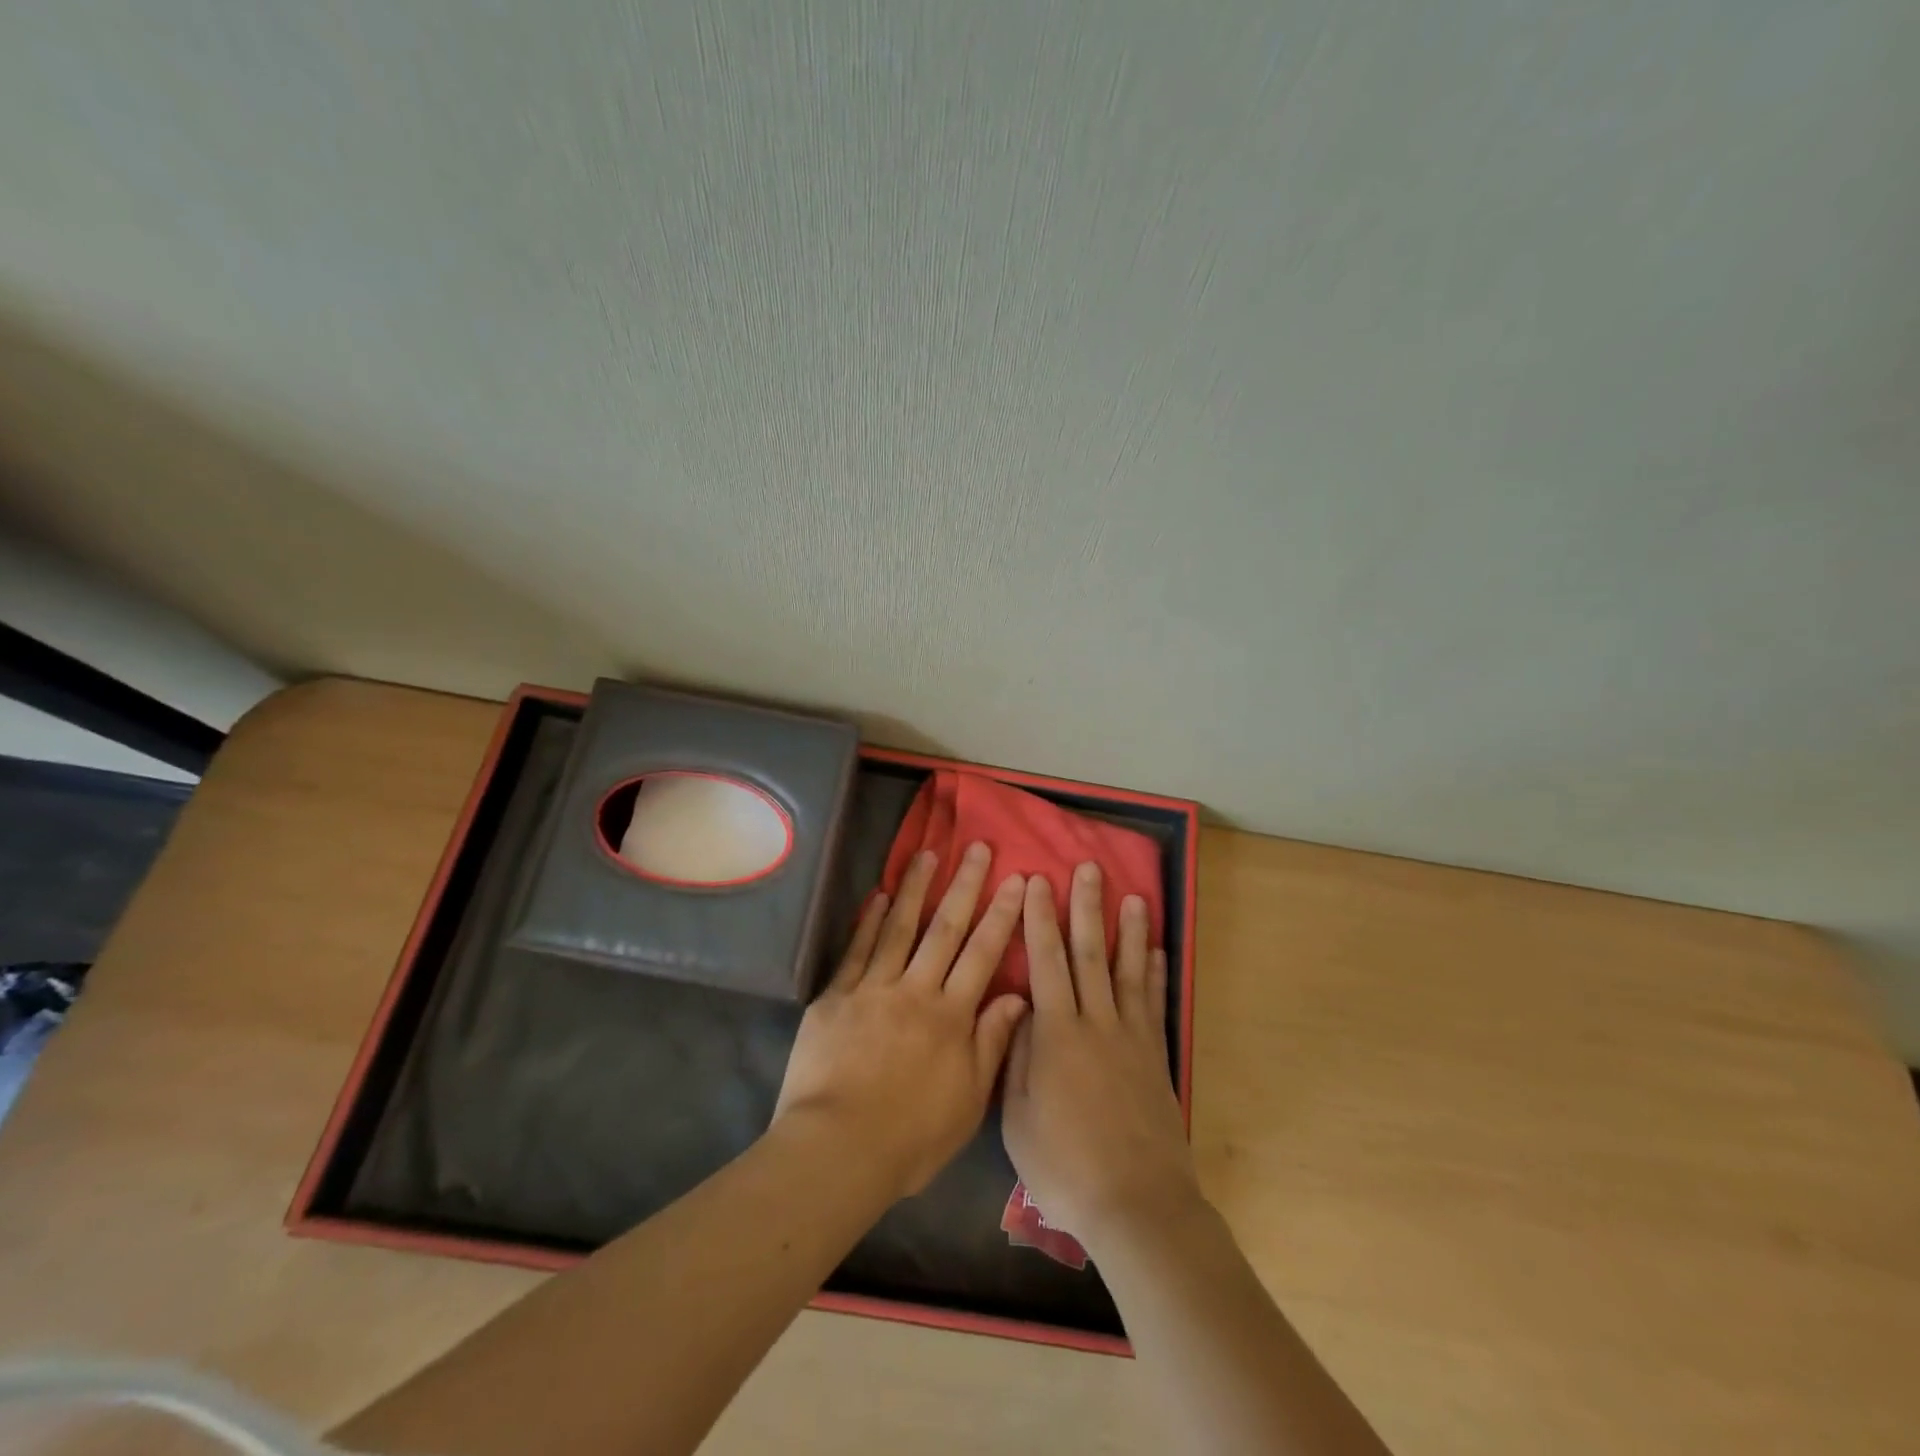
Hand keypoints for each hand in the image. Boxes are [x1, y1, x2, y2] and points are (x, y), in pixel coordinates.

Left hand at [774, 843, 1028, 1199]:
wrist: (837, 1150)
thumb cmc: (910, 1137)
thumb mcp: (968, 1103)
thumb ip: (991, 1045)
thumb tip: (1017, 996)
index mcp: (951, 1017)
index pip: (983, 954)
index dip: (1002, 915)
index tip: (1016, 880)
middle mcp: (916, 990)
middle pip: (945, 929)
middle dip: (965, 886)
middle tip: (979, 849)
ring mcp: (873, 989)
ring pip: (900, 928)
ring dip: (916, 889)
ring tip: (928, 854)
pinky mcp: (836, 997)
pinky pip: (856, 951)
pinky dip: (869, 921)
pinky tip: (879, 895)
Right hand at [1002, 864, 1201, 1251]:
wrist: (1137, 1205)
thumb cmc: (1066, 1166)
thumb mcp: (1017, 1119)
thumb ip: (1015, 1060)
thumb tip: (1017, 1011)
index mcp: (1057, 1034)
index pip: (1045, 962)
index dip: (1040, 920)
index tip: (1038, 883)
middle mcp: (1096, 1023)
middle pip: (1090, 954)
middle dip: (1086, 908)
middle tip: (1088, 869)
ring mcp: (1131, 1037)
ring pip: (1128, 970)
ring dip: (1129, 930)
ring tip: (1134, 896)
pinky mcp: (1156, 1057)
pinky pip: (1155, 1004)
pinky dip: (1157, 974)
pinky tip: (1158, 951)